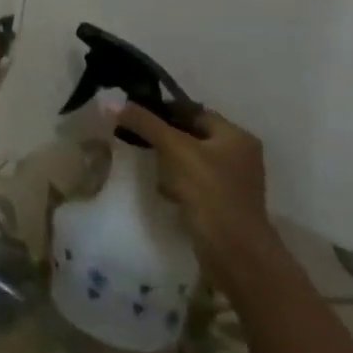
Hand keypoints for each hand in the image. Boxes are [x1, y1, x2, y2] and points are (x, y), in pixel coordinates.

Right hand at [112, 105, 273, 290]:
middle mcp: (239, 154)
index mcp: (236, 136)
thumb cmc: (209, 191)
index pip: (193, 111)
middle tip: (135, 137)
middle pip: (191, 134)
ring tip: (148, 164)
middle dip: (163, 137)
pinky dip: (175, 180)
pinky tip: (162, 188)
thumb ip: (145, 123)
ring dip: (167, 159)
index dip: (163, 110)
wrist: (233, 250)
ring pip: (189, 157)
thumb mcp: (174, 149)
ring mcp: (232, 180)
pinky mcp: (222, 201)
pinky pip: (192, 179)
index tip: (134, 116)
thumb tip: (113, 102)